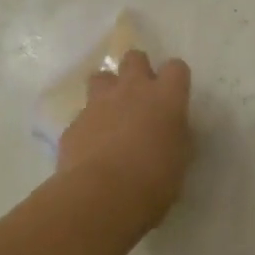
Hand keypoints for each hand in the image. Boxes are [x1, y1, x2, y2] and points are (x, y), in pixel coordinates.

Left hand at [57, 50, 193, 224]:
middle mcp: (132, 90)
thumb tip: (171, 133)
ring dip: (108, 90)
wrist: (102, 196)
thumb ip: (176, 138)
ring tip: (112, 114)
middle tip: (141, 97)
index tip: (174, 96)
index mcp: (166, 98)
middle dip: (138, 71)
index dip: (175, 79)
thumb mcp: (180, 160)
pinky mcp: (74, 123)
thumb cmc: (154, 181)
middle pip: (134, 58)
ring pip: (101, 77)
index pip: (176, 68)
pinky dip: (89, 125)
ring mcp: (99, 104)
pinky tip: (92, 148)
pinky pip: (83, 114)